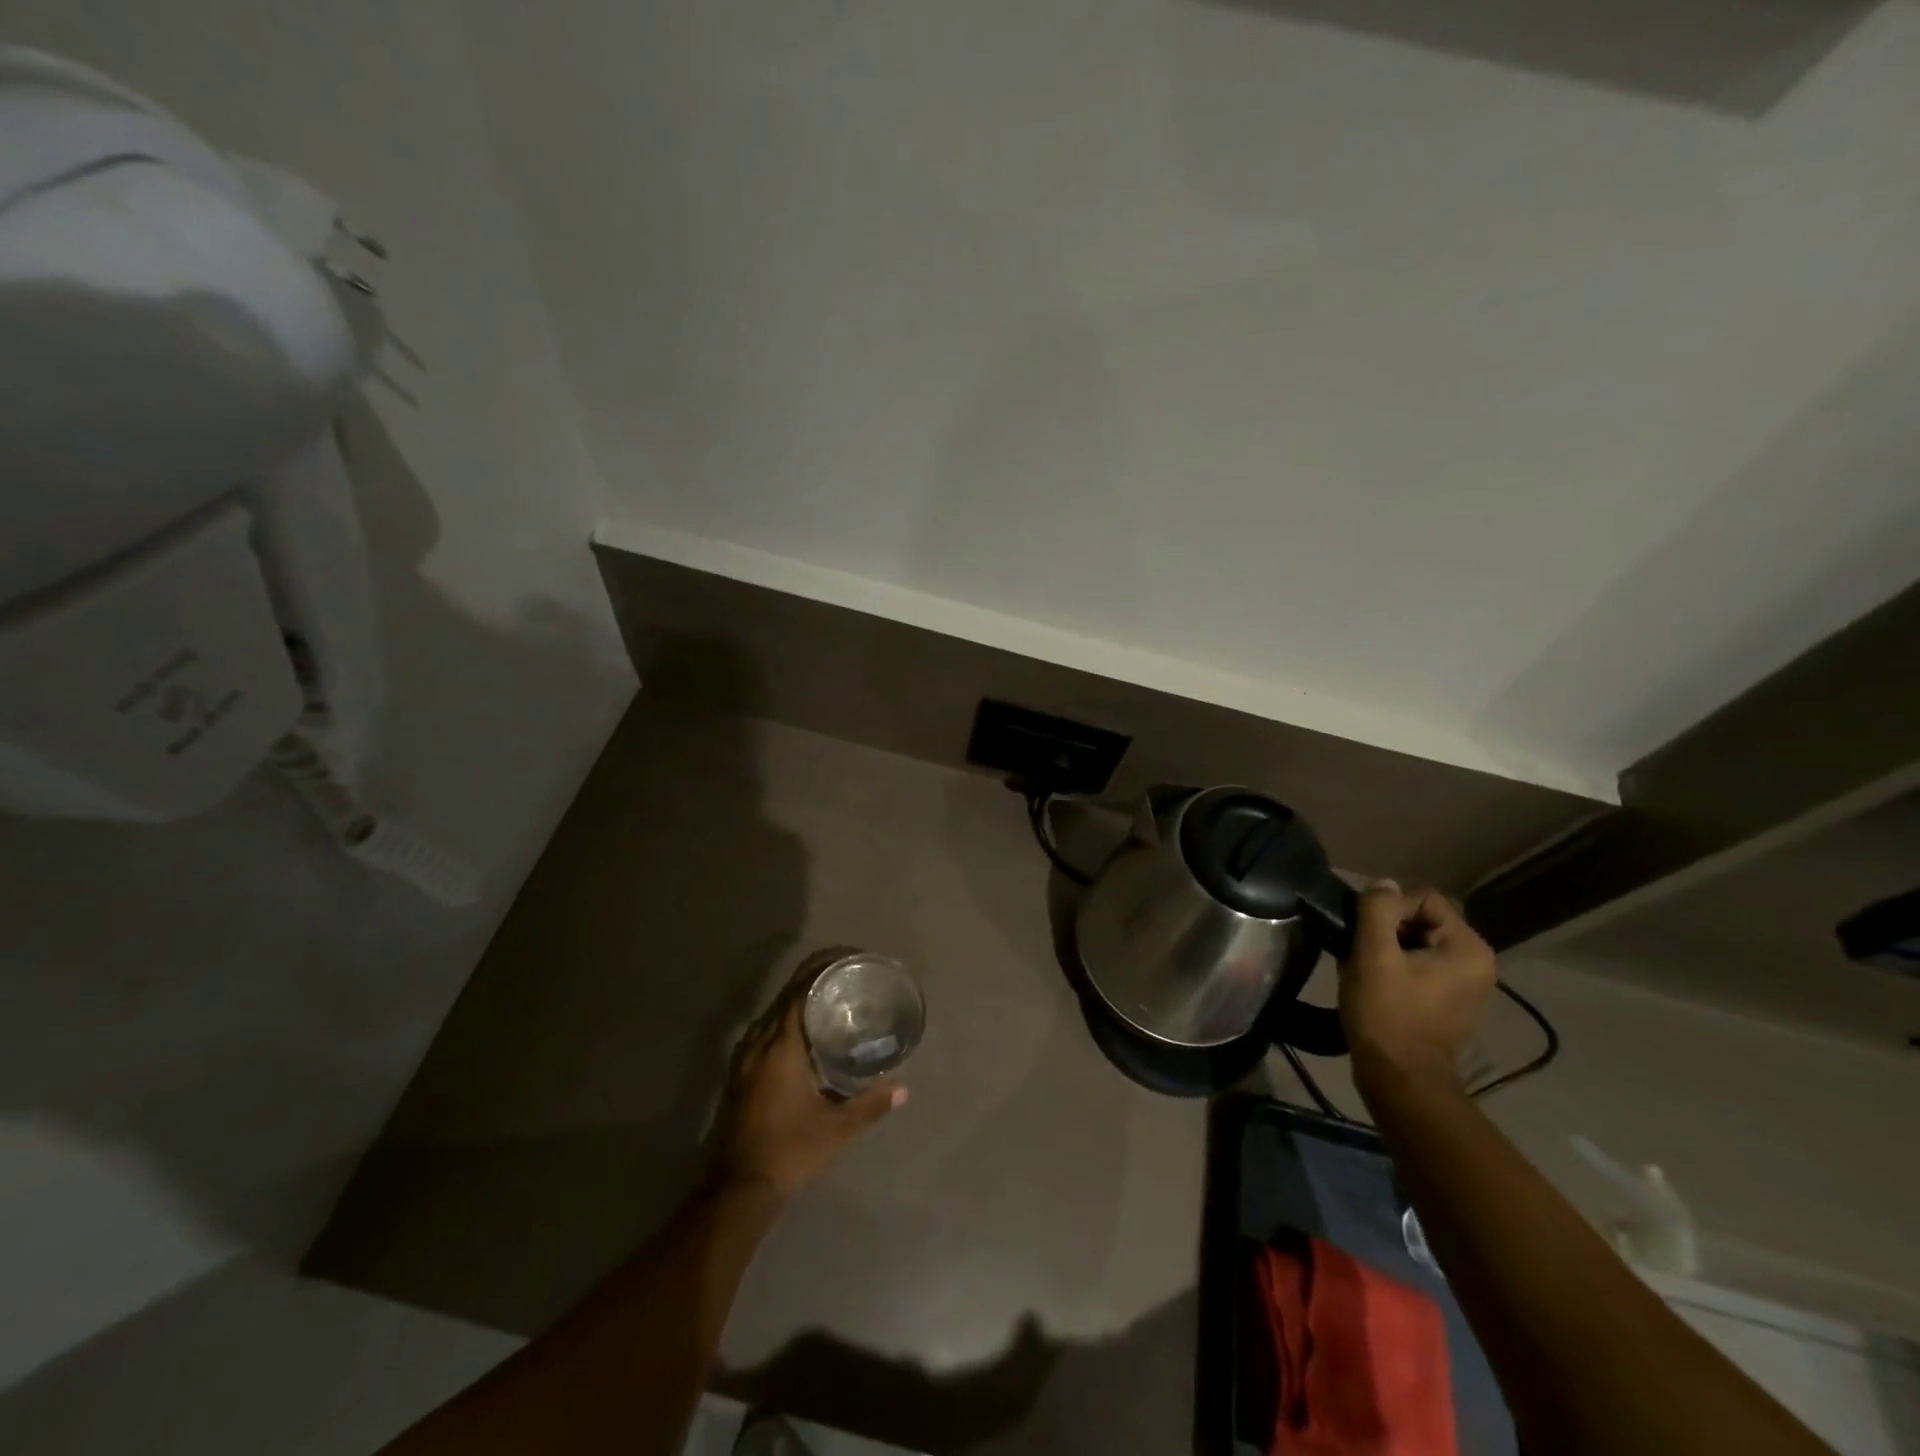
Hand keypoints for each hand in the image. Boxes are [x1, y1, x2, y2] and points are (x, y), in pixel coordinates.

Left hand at [714, 996, 905, 1200]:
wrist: (738, 1190)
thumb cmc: (790, 1150)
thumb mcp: (836, 1128)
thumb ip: (869, 1104)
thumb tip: (902, 1089)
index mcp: (780, 1047)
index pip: (797, 995)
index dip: (817, 976)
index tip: (841, 965)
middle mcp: (758, 1046)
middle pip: (782, 1002)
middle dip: (808, 987)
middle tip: (840, 982)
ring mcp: (743, 1063)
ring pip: (769, 1020)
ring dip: (792, 1007)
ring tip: (823, 1005)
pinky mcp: (738, 1079)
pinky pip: (761, 1037)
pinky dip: (780, 1028)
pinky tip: (799, 1040)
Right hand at [1338, 882, 1495, 1092]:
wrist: (1399, 1077)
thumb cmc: (1386, 1012)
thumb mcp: (1374, 954)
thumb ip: (1378, 910)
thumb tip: (1383, 884)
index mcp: (1469, 947)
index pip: (1423, 897)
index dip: (1387, 908)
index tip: (1363, 934)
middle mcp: (1476, 960)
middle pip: (1421, 917)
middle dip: (1386, 927)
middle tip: (1359, 949)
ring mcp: (1465, 982)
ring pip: (1416, 939)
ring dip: (1386, 945)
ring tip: (1363, 965)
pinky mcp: (1448, 998)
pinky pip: (1419, 961)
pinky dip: (1395, 963)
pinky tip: (1374, 980)